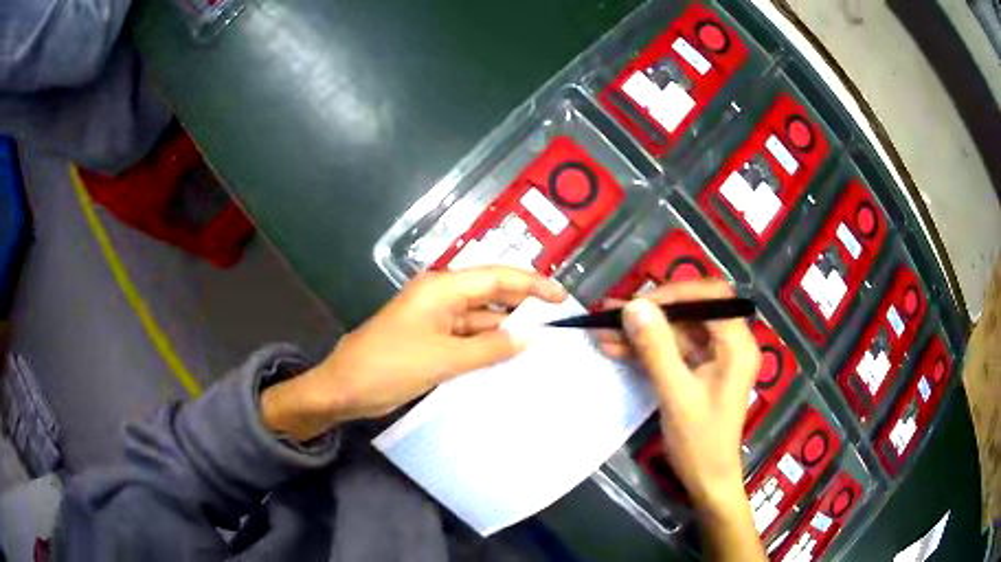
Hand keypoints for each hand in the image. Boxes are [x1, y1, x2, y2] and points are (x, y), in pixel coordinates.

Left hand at [261, 267, 566, 440]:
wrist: (344, 388)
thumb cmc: (390, 366)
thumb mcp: (443, 359)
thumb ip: (489, 347)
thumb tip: (528, 337)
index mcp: (442, 289)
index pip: (496, 277)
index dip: (532, 284)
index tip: (561, 299)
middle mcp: (441, 298)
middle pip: (491, 295)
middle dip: (523, 307)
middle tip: (557, 325)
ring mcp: (436, 320)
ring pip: (481, 319)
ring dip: (506, 331)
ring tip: (541, 346)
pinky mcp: (432, 341)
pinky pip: (468, 338)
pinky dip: (488, 347)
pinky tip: (509, 359)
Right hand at [613, 281, 759, 511]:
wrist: (708, 481)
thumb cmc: (700, 442)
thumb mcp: (676, 396)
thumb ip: (656, 350)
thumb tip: (634, 306)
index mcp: (737, 345)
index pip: (711, 297)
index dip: (676, 293)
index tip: (639, 303)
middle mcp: (730, 344)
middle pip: (692, 312)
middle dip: (652, 313)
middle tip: (613, 314)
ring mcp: (715, 358)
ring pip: (677, 331)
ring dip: (643, 332)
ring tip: (604, 331)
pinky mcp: (701, 371)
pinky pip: (673, 351)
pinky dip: (647, 350)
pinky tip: (616, 349)